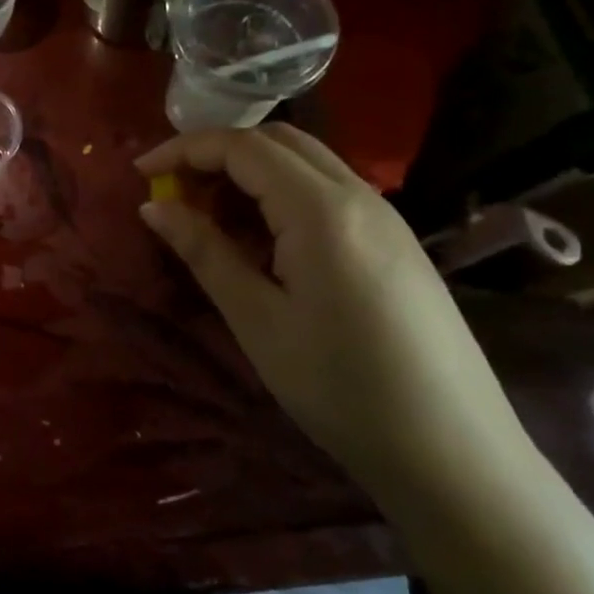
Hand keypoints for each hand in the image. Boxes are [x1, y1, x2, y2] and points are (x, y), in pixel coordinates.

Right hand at [135, 125, 528, 496]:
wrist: (453, 453)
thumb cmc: (340, 387)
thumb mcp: (257, 319)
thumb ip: (204, 252)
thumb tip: (153, 207)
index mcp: (322, 210)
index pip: (243, 147)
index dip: (184, 150)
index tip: (140, 174)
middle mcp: (359, 196)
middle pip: (277, 141)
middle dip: (216, 154)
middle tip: (174, 193)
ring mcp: (385, 218)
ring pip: (305, 163)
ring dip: (249, 173)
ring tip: (208, 217)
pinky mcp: (395, 242)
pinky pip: (327, 192)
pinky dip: (280, 194)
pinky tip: (261, 241)